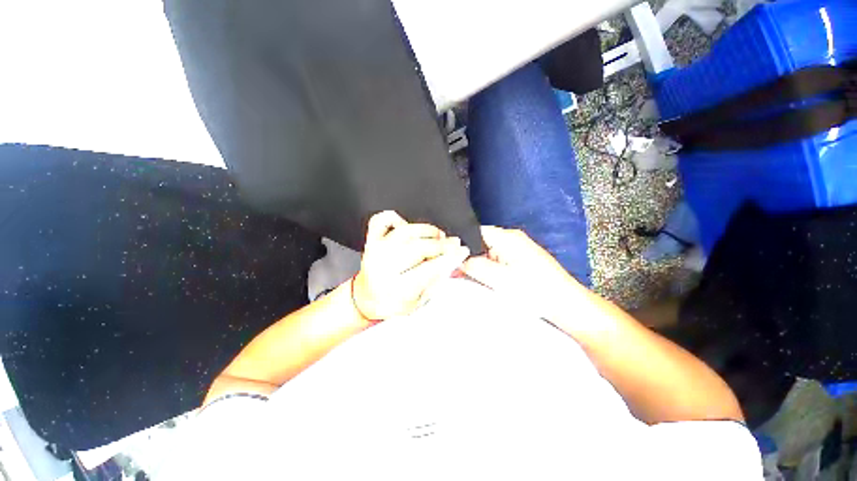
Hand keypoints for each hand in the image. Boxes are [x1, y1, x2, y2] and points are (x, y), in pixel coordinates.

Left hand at [352, 211, 469, 319]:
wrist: (366, 298)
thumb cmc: (393, 304)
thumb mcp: (419, 302)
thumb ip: (436, 280)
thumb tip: (453, 260)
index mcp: (395, 288)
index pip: (429, 269)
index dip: (449, 258)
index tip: (462, 251)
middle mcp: (383, 267)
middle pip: (418, 248)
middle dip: (441, 244)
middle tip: (454, 243)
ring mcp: (375, 250)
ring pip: (405, 231)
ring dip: (427, 230)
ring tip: (439, 236)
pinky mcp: (370, 240)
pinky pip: (382, 220)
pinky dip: (396, 218)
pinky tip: (407, 226)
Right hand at [461, 226, 581, 319]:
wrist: (568, 306)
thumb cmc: (535, 290)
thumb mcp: (500, 279)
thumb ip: (475, 266)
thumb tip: (455, 260)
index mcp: (507, 237)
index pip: (475, 232)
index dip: (460, 242)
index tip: (446, 256)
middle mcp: (511, 239)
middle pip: (480, 242)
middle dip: (465, 256)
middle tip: (450, 270)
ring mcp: (516, 250)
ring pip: (486, 253)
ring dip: (474, 264)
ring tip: (459, 276)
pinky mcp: (518, 262)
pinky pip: (495, 261)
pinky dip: (485, 269)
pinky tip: (476, 278)